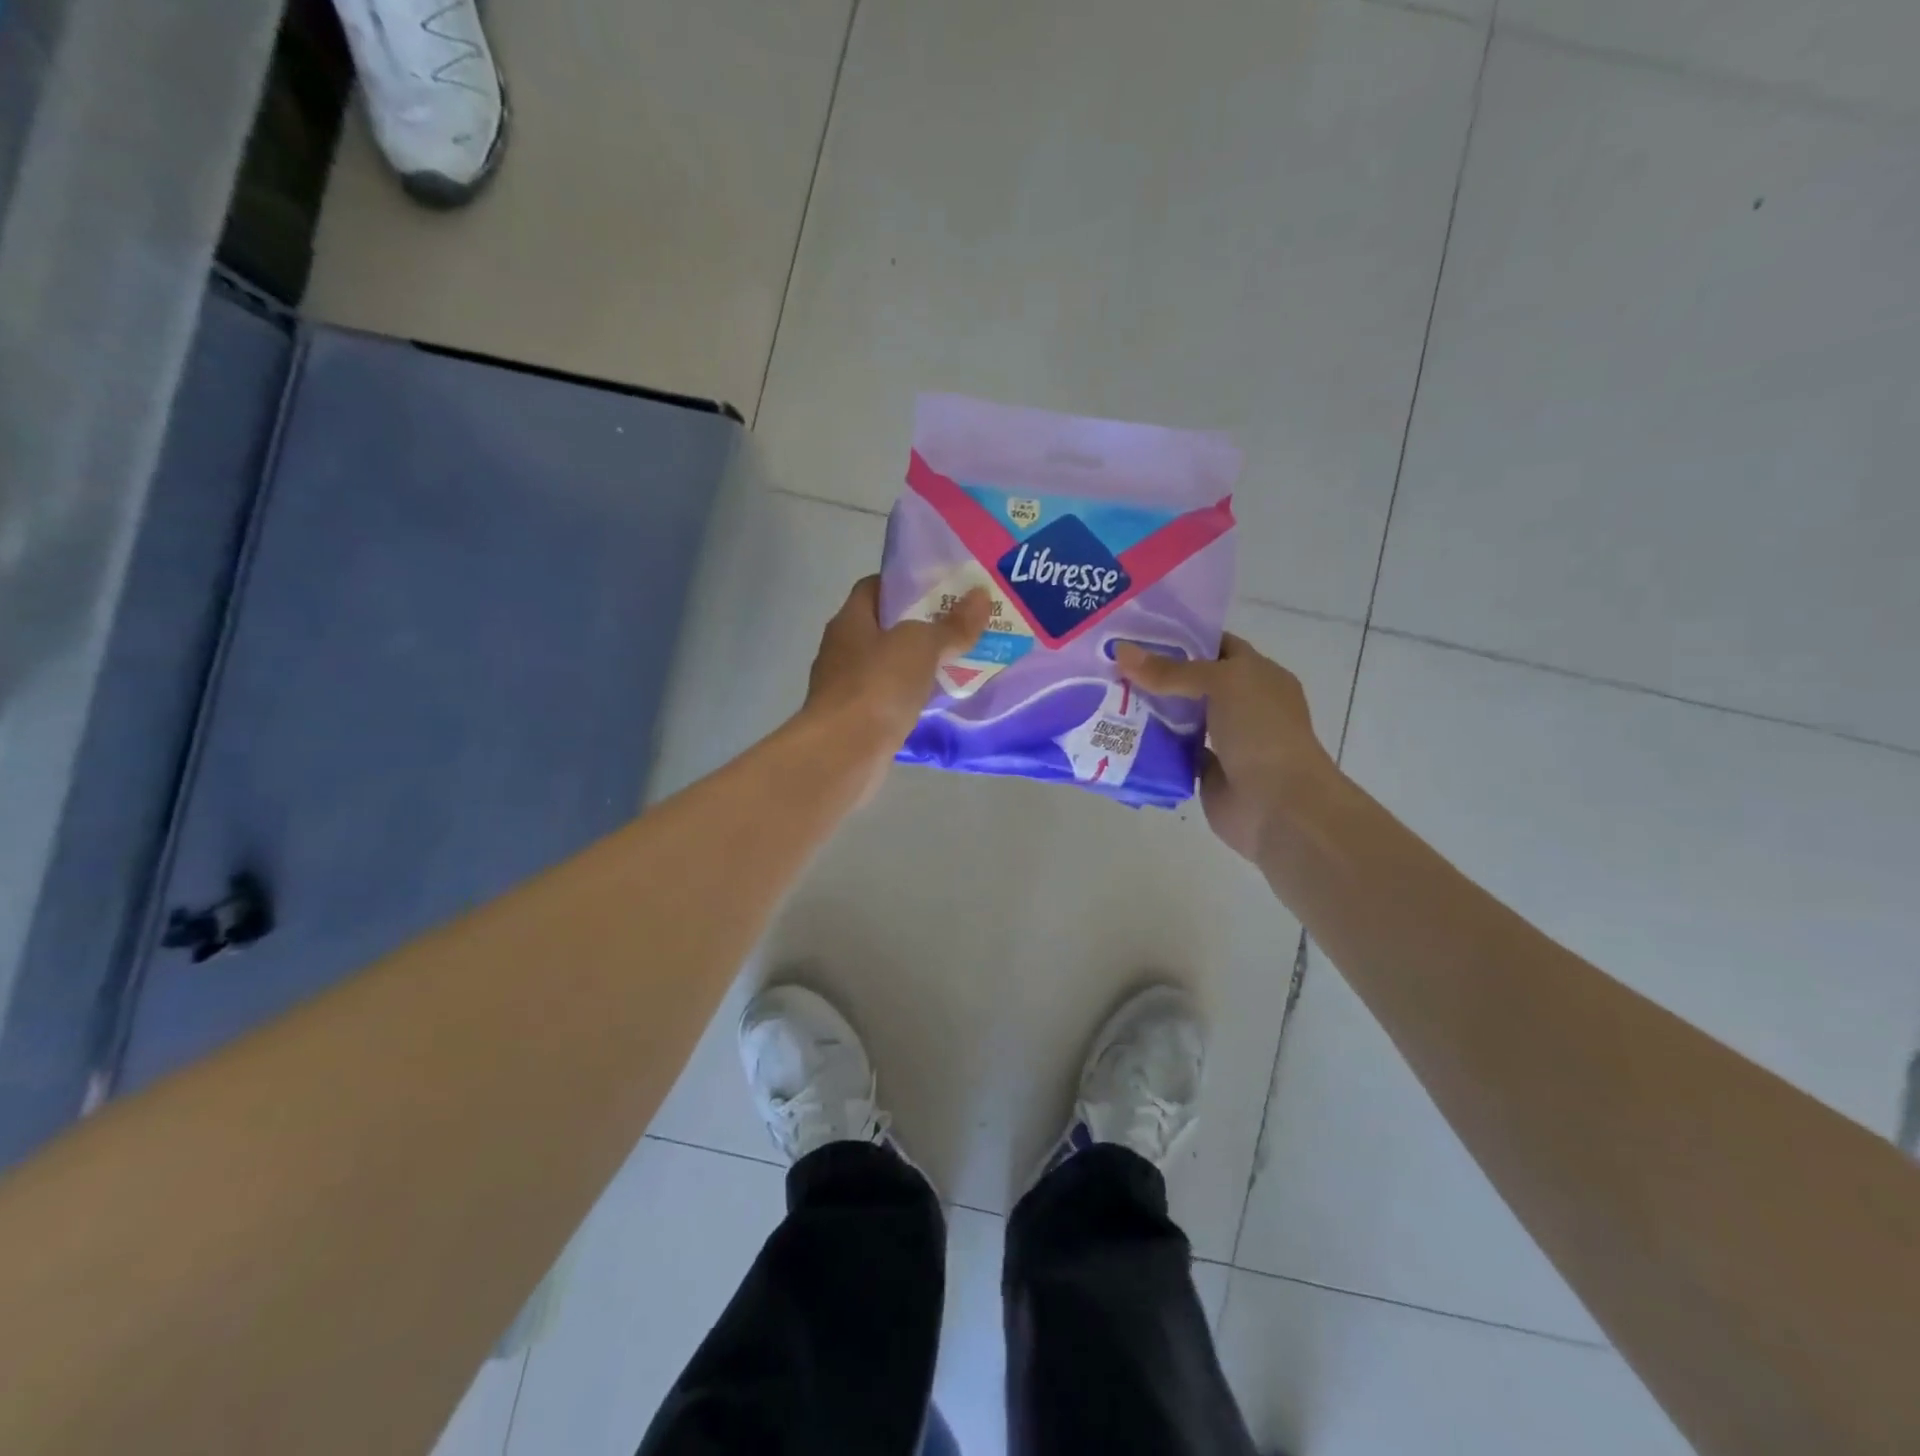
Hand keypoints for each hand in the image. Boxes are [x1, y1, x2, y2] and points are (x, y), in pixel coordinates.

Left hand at [804, 576, 989, 774]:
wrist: (844, 753)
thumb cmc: (877, 686)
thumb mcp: (921, 647)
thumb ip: (951, 625)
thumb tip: (981, 597)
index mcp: (849, 621)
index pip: (873, 588)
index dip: (905, 584)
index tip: (940, 588)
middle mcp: (842, 650)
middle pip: (883, 628)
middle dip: (919, 626)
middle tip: (959, 625)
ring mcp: (846, 688)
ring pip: (887, 667)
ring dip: (916, 666)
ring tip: (957, 662)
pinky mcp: (855, 721)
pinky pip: (888, 700)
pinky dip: (909, 699)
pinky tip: (936, 701)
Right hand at [1115, 633, 1336, 860]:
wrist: (1279, 805)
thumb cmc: (1262, 732)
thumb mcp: (1222, 684)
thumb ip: (1172, 670)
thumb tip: (1121, 651)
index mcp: (1259, 676)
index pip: (1218, 646)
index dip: (1183, 635)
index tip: (1139, 631)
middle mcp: (1243, 705)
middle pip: (1193, 682)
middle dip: (1157, 673)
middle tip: (1112, 662)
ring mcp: (1225, 740)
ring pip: (1181, 717)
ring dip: (1150, 709)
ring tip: (1106, 693)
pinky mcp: (1206, 771)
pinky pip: (1173, 751)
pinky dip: (1151, 745)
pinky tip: (1119, 733)